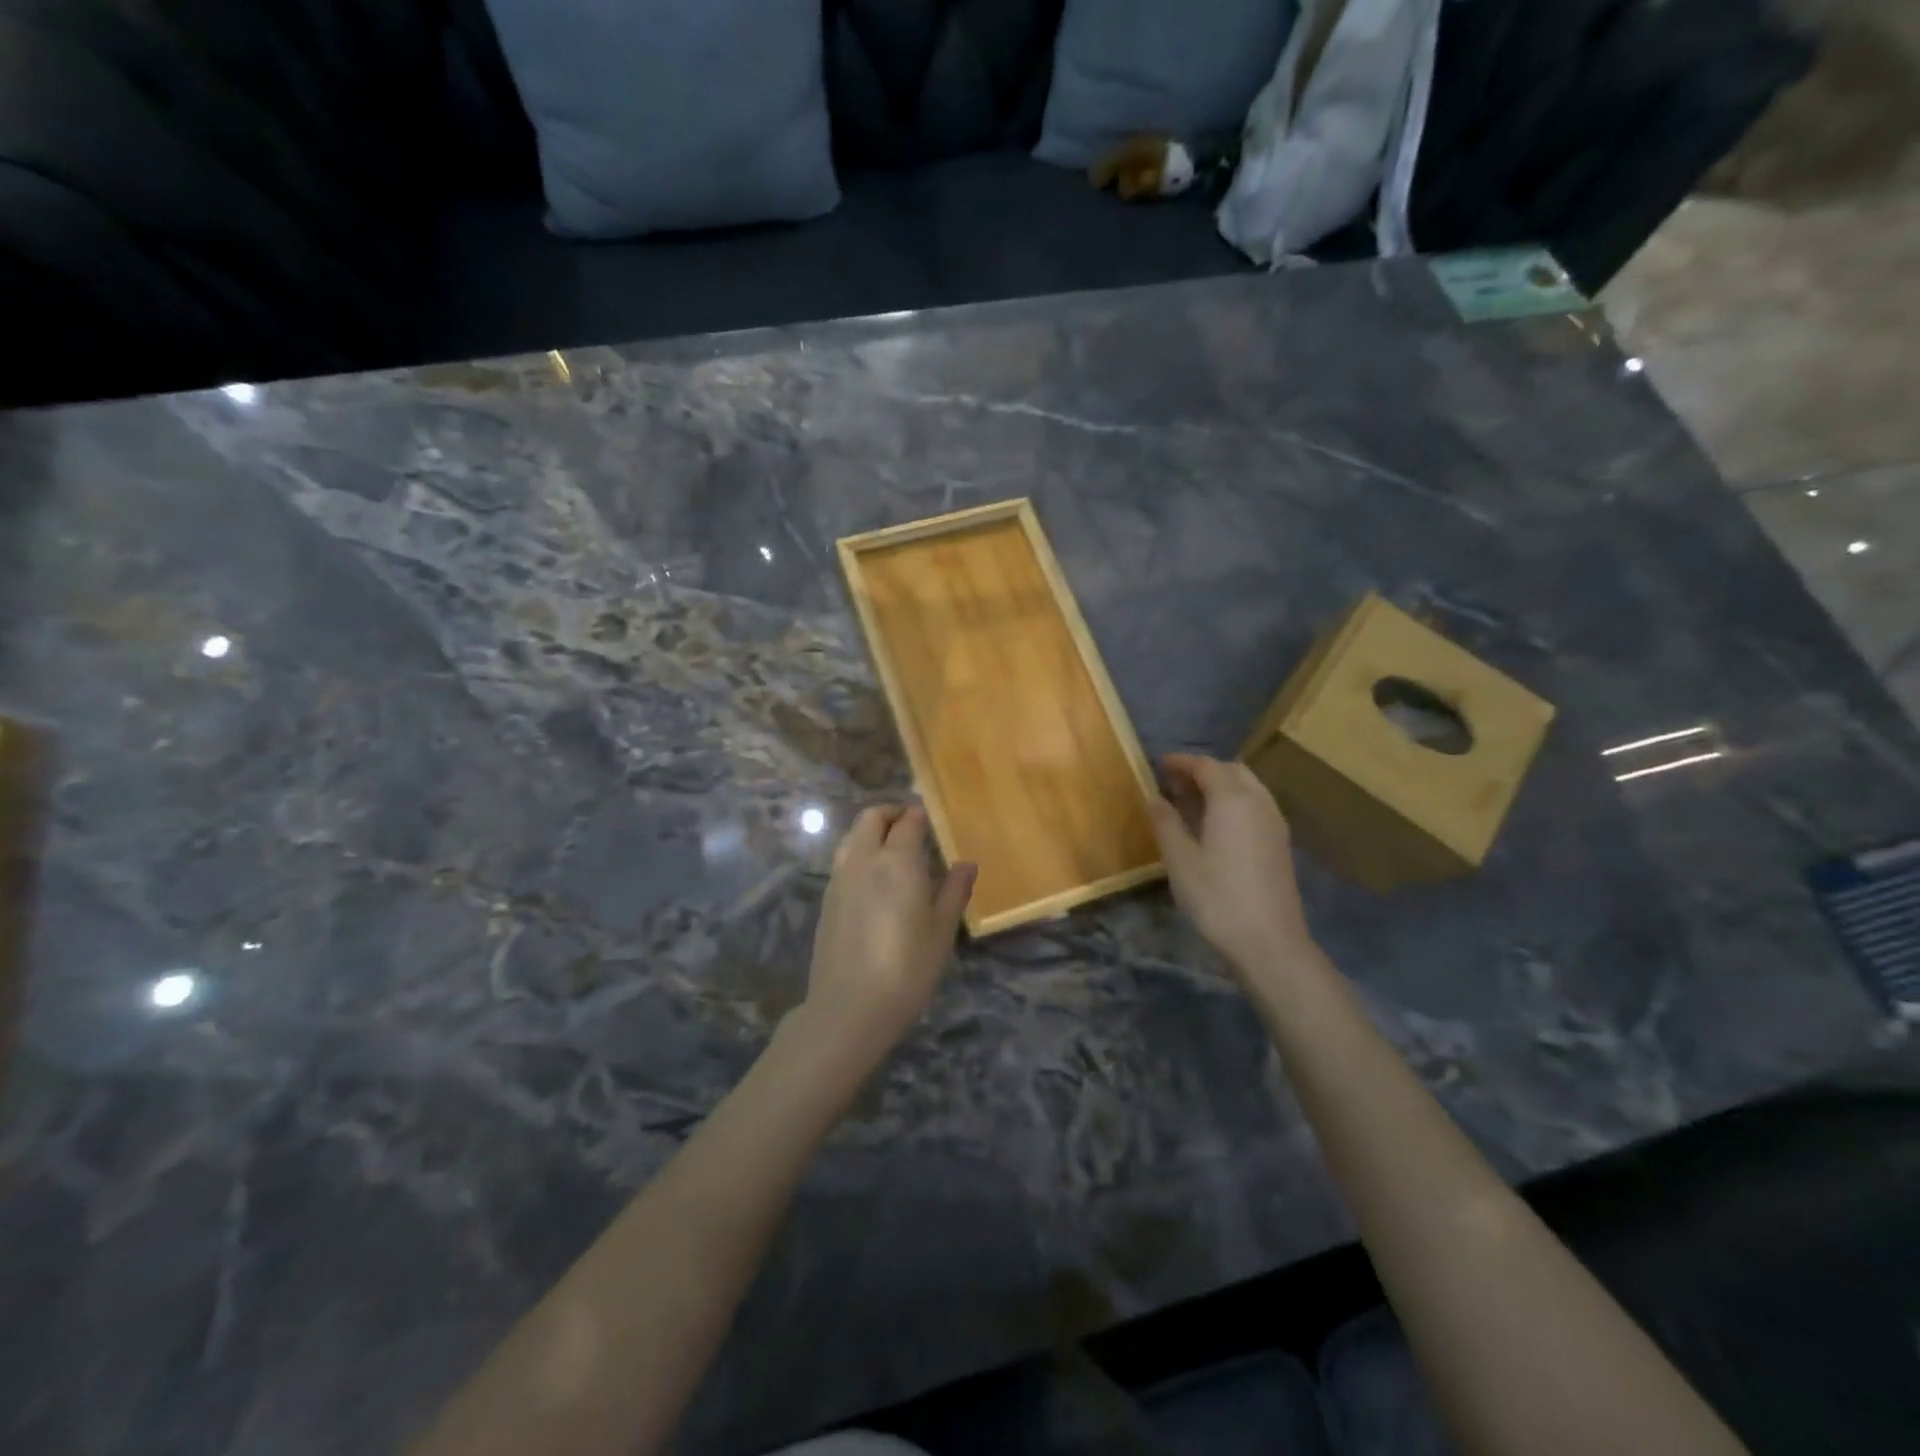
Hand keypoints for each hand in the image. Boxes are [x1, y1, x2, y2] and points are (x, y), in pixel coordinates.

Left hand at [803, 805, 974, 1060]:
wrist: (850, 1007)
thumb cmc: (908, 967)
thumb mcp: (942, 931)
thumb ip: (954, 891)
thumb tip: (966, 864)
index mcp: (896, 860)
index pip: (907, 822)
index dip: (919, 815)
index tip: (930, 818)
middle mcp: (863, 859)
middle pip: (870, 818)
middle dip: (890, 813)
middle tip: (911, 824)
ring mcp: (839, 878)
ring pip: (851, 837)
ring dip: (870, 831)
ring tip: (892, 848)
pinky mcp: (827, 900)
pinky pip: (843, 860)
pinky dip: (858, 853)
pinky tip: (874, 879)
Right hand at [1148, 753, 1318, 977]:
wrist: (1270, 942)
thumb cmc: (1217, 897)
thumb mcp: (1180, 860)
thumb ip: (1165, 823)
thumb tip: (1154, 797)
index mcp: (1232, 799)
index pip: (1206, 766)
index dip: (1181, 762)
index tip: (1159, 764)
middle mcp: (1258, 802)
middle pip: (1231, 771)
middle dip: (1203, 771)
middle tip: (1174, 783)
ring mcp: (1274, 823)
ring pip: (1247, 787)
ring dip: (1220, 786)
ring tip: (1192, 802)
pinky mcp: (1280, 843)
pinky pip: (1255, 806)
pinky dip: (1234, 802)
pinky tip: (1215, 825)